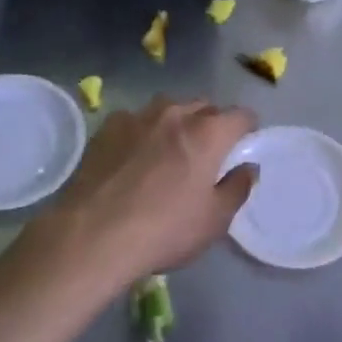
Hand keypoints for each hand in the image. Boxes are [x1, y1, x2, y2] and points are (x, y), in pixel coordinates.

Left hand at [30, 95, 257, 292]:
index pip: (241, 116)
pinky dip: (143, 132)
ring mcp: (138, 117)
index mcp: (208, 133)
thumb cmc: (164, 230)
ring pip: (168, 109)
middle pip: (205, 107)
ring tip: (169, 151)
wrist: (93, 235)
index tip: (243, 146)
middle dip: (212, 124)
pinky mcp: (107, 127)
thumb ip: (238, 188)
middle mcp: (175, 114)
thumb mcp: (214, 220)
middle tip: (207, 154)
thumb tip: (248, 167)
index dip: (248, 129)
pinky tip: (133, 158)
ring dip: (176, 123)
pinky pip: (136, 120)